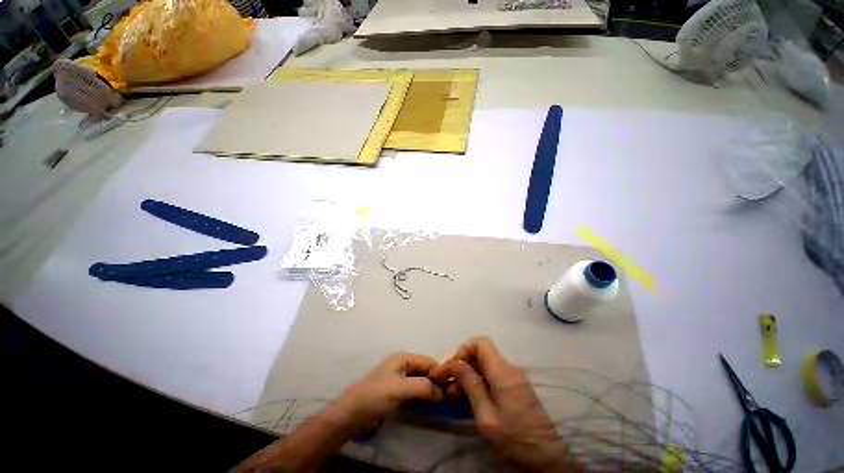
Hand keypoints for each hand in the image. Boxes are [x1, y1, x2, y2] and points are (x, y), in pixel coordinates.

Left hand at [332, 352, 443, 430]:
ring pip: (421, 381)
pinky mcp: (397, 391)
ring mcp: (400, 378)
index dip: (441, 373)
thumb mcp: (400, 389)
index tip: (454, 387)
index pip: (429, 361)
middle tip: (450, 397)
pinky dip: (423, 396)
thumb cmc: (376, 395)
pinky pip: (415, 391)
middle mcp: (403, 365)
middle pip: (426, 370)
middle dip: (437, 382)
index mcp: (404, 358)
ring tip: (444, 402)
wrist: (352, 413)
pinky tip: (430, 405)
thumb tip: (444, 392)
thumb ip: (423, 387)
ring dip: (431, 390)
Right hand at [431, 337, 579, 471]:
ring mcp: (514, 377)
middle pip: (481, 353)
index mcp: (503, 372)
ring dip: (468, 374)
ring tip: (454, 394)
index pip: (480, 343)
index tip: (450, 369)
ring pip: (485, 364)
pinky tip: (470, 398)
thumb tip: (455, 363)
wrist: (549, 459)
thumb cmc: (515, 440)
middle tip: (448, 384)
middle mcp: (510, 368)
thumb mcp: (487, 417)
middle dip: (462, 364)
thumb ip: (471, 385)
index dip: (462, 350)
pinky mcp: (516, 387)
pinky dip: (478, 381)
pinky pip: (492, 375)